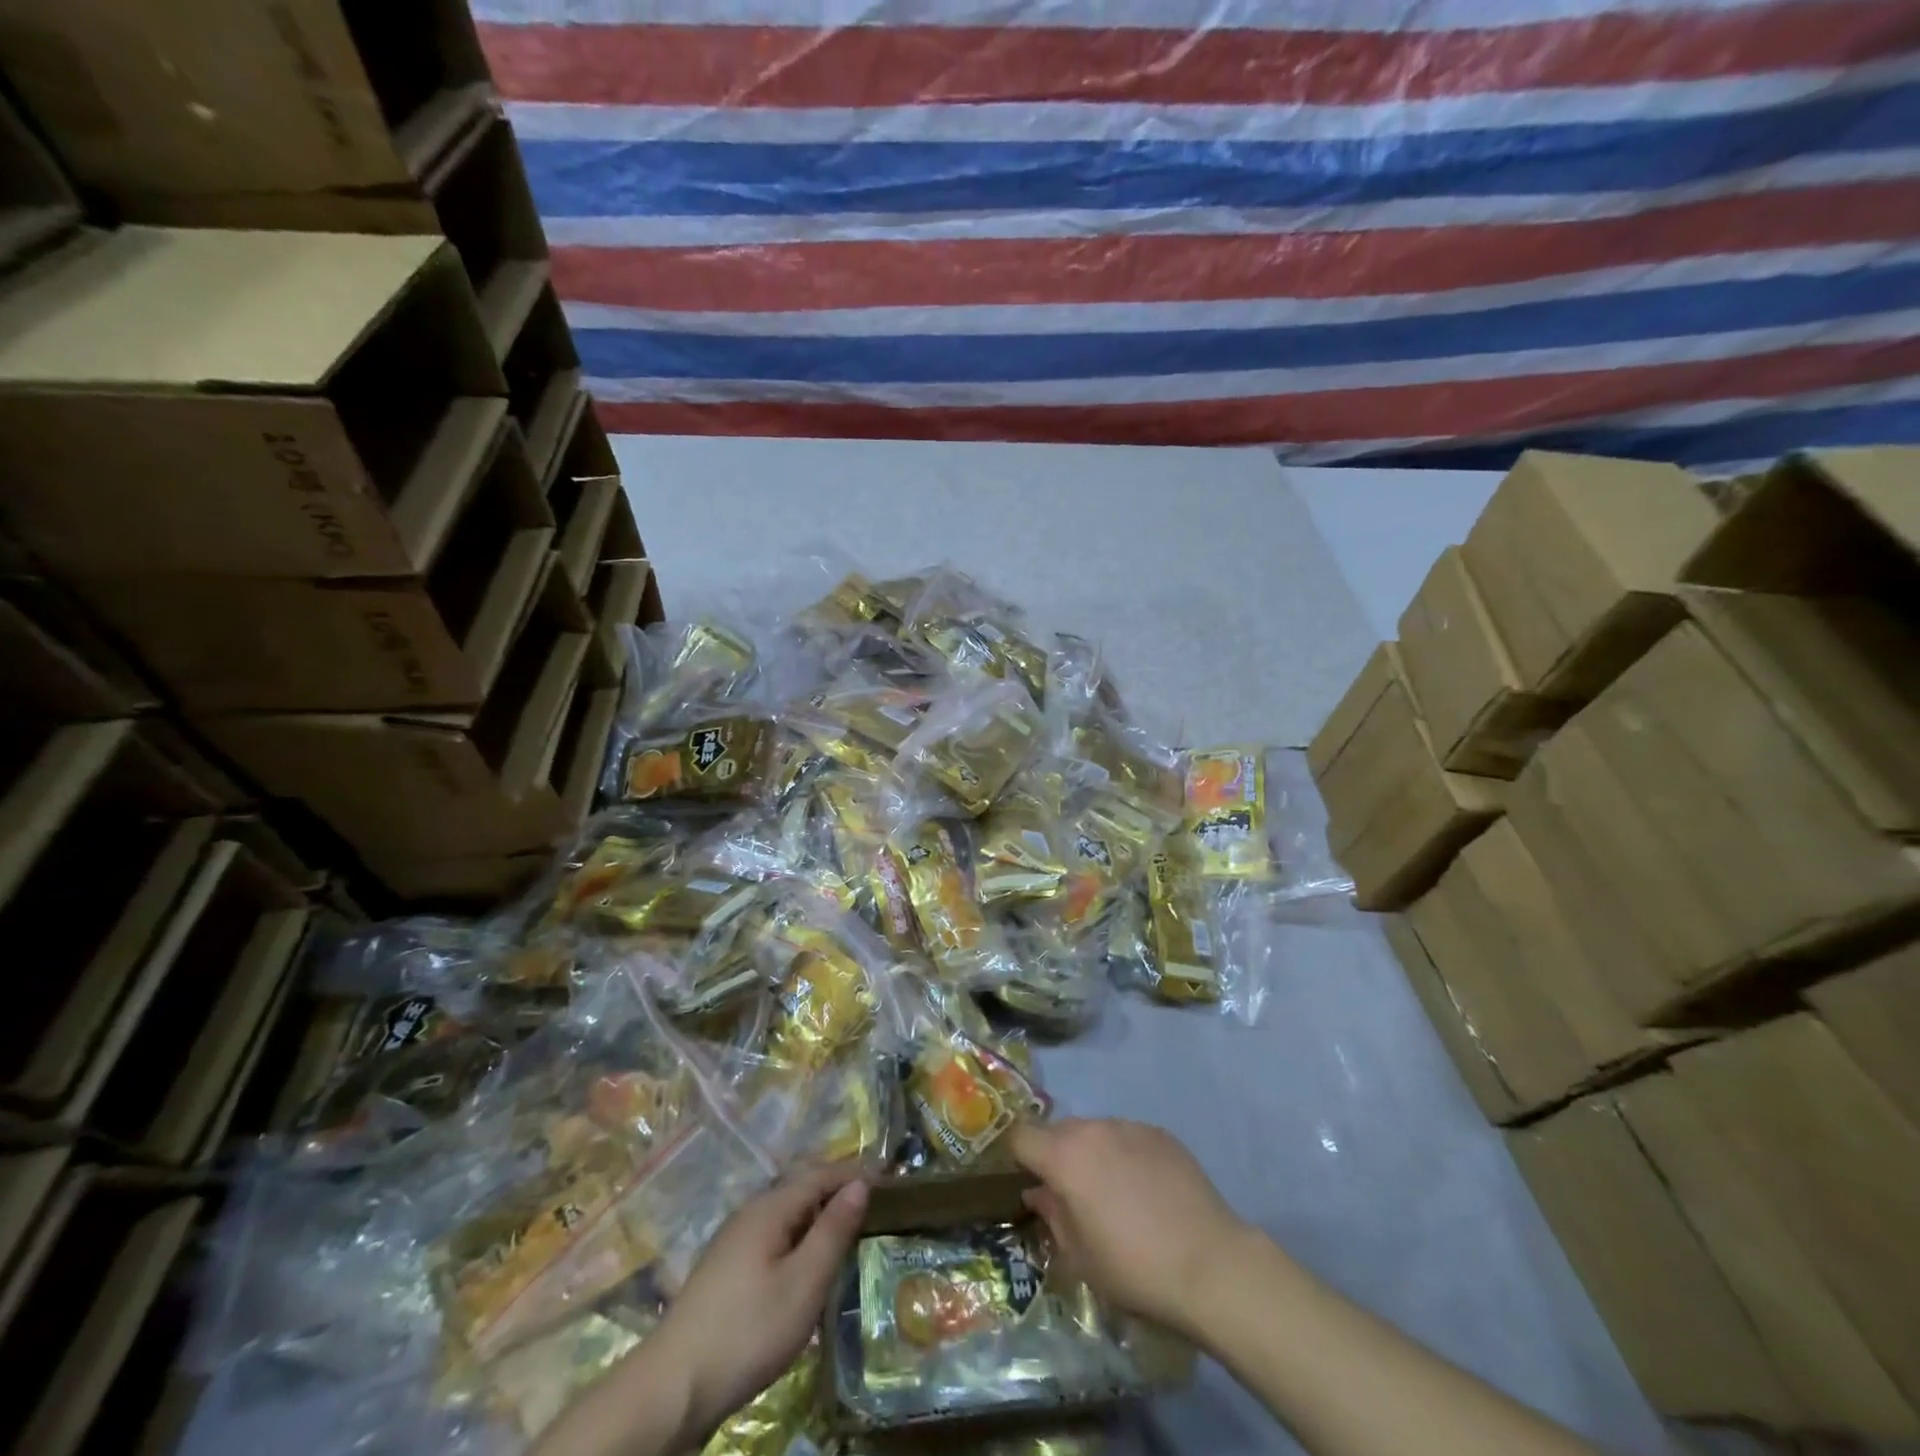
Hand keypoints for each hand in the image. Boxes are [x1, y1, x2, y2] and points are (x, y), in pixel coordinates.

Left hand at [650, 1165, 867, 1440]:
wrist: (673, 1387)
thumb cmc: (748, 1329)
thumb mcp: (803, 1282)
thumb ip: (833, 1230)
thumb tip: (859, 1185)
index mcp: (770, 1207)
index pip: (821, 1174)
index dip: (855, 1172)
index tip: (890, 1177)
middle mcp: (751, 1213)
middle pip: (802, 1187)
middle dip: (837, 1188)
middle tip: (874, 1199)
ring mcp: (735, 1241)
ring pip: (787, 1212)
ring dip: (819, 1212)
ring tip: (849, 1227)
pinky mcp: (727, 1270)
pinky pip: (775, 1235)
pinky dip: (801, 1234)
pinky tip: (808, 1259)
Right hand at [1011, 1118, 1253, 1338]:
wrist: (1210, 1264)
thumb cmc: (1134, 1269)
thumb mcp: (1080, 1257)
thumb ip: (1052, 1215)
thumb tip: (1039, 1192)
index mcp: (1065, 1156)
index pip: (1021, 1136)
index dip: (1018, 1157)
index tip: (1025, 1180)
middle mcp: (1093, 1129)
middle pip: (1059, 1131)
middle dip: (1056, 1156)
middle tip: (1070, 1195)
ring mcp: (1129, 1126)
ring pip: (1095, 1132)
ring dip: (1092, 1154)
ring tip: (1113, 1195)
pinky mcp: (1160, 1133)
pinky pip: (1128, 1137)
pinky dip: (1125, 1155)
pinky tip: (1146, 1191)